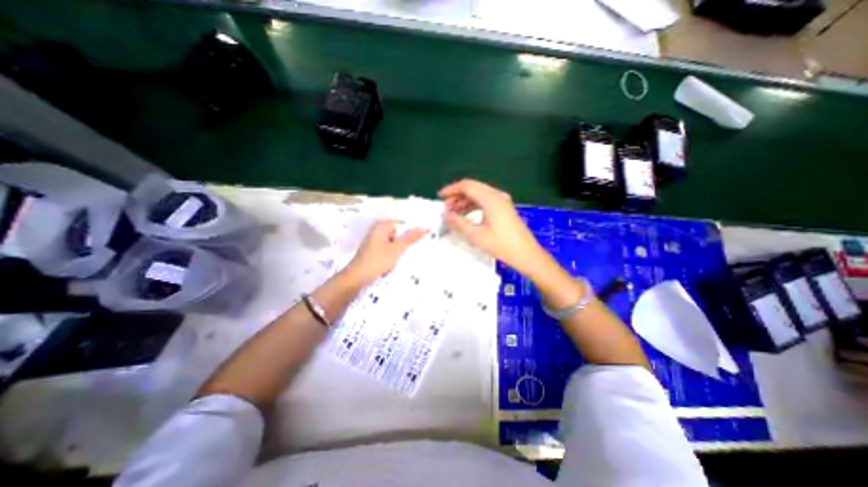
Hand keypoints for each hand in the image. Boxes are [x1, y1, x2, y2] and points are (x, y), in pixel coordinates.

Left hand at [341, 218, 424, 285]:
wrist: (357, 279)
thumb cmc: (376, 261)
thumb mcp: (396, 249)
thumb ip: (410, 239)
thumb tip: (424, 228)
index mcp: (381, 227)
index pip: (401, 223)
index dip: (412, 229)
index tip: (423, 236)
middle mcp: (377, 232)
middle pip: (398, 233)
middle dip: (407, 240)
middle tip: (418, 246)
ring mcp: (375, 243)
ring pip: (394, 243)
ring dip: (401, 249)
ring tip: (409, 255)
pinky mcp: (375, 252)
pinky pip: (389, 250)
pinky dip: (395, 254)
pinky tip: (399, 262)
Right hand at [442, 179, 547, 278]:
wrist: (526, 254)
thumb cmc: (501, 245)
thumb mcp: (476, 235)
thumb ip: (459, 223)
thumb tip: (446, 214)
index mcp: (490, 199)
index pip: (467, 186)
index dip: (451, 189)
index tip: (440, 197)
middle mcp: (497, 195)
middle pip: (473, 188)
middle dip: (457, 196)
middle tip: (446, 208)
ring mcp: (502, 201)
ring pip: (479, 194)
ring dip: (465, 201)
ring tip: (454, 213)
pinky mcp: (505, 208)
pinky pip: (485, 201)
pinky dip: (474, 205)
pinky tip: (467, 215)